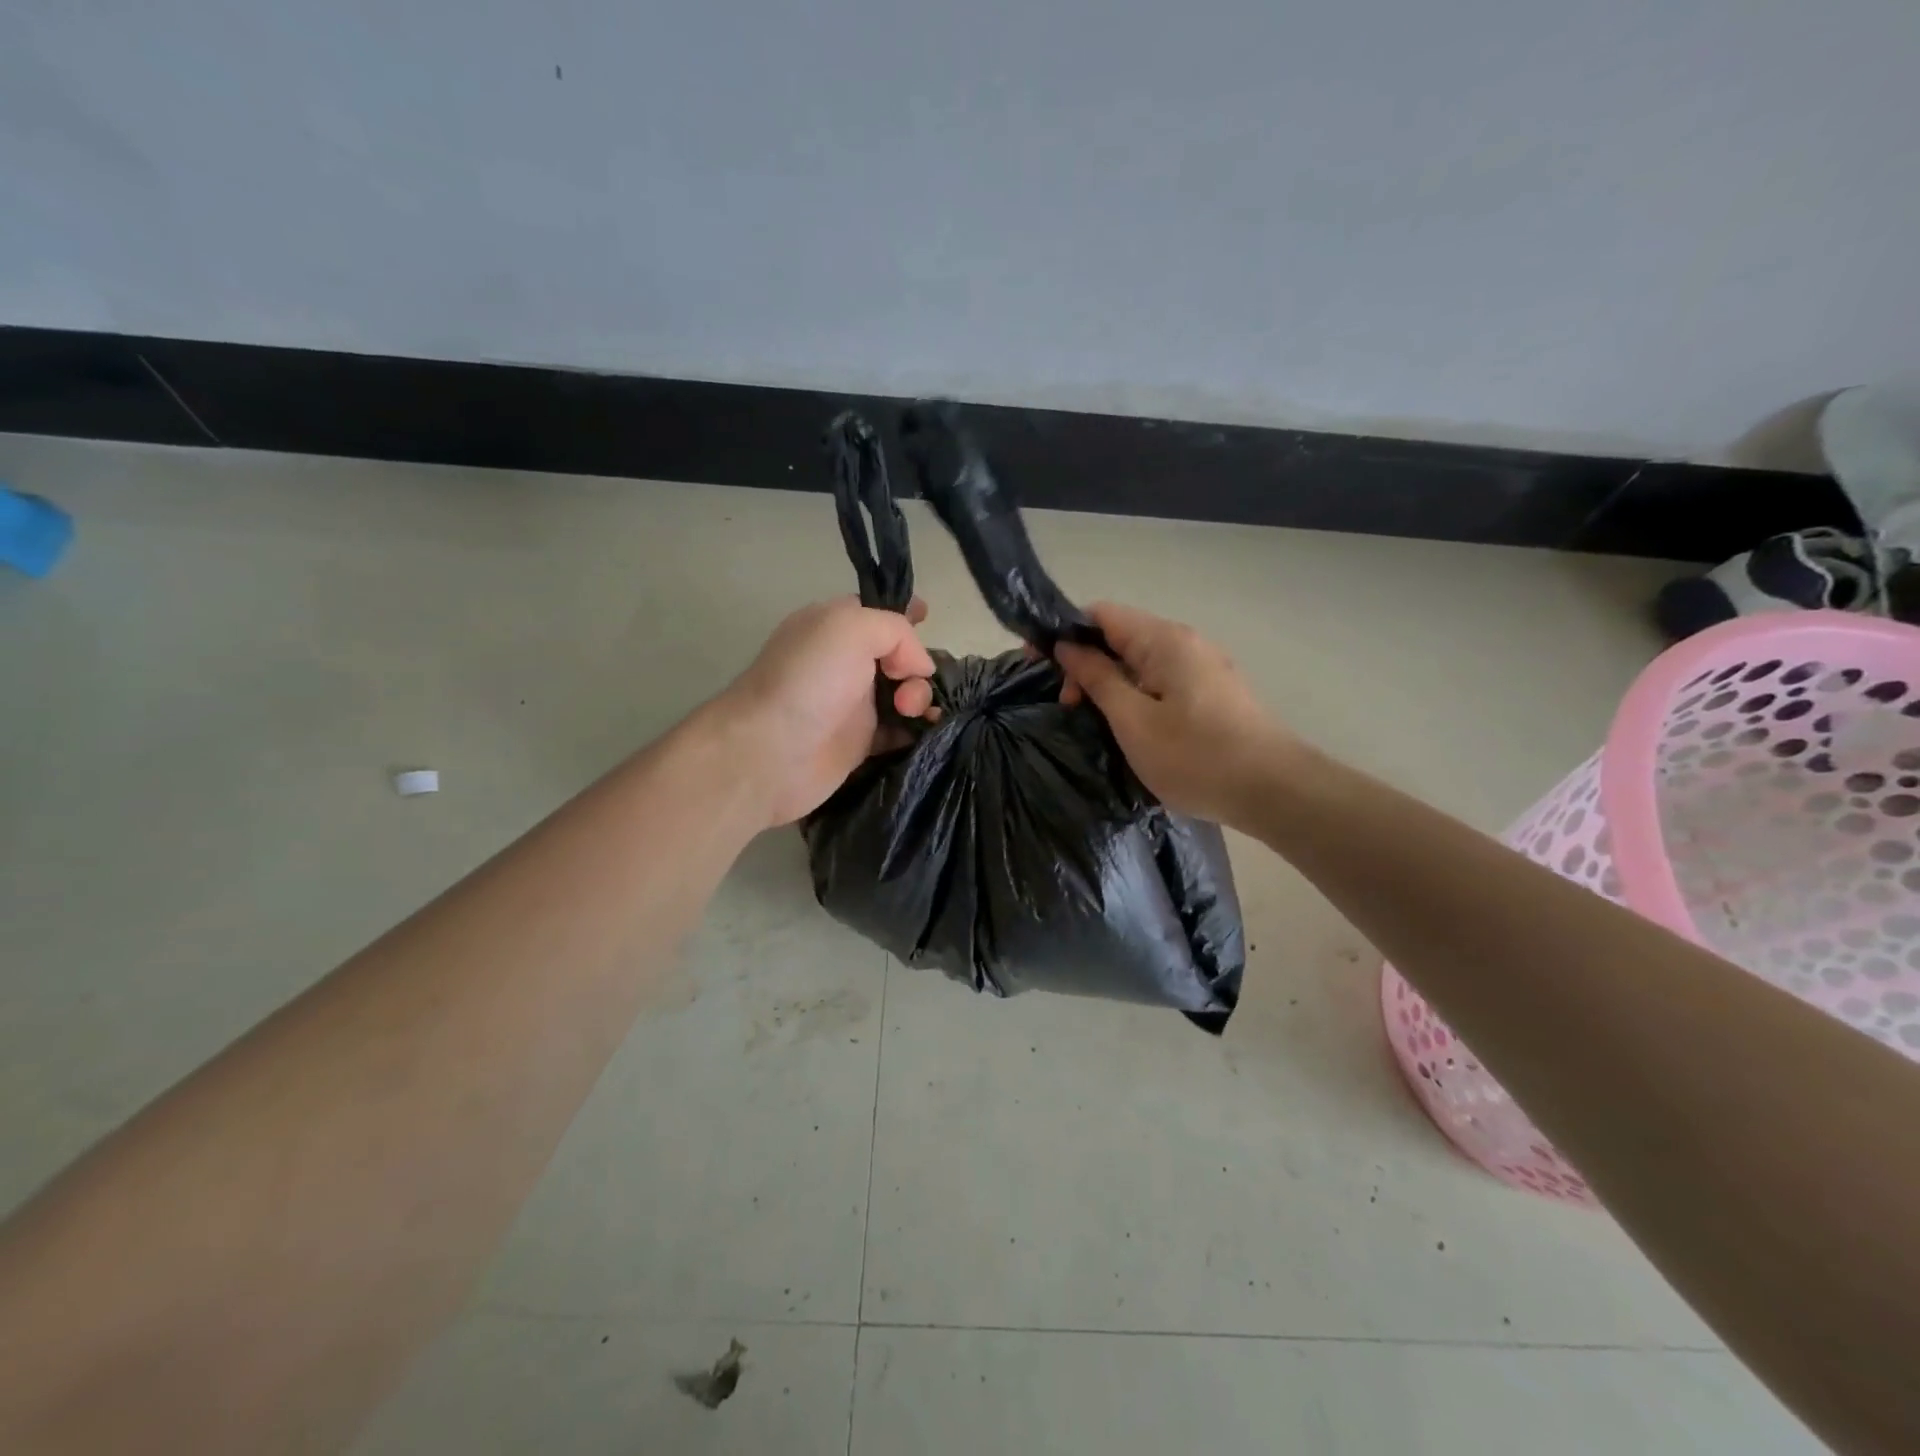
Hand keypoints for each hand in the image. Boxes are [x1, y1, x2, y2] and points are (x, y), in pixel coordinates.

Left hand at [721, 596, 937, 826]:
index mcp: (834, 626)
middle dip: (919, 666)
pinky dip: (918, 729)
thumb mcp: (851, 627)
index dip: (907, 616)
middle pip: (900, 656)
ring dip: (922, 699)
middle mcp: (845, 662)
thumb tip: (919, 667)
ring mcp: (853, 704)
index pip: (879, 613)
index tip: (928, 622)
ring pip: (905, 694)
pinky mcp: (860, 742)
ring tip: (913, 713)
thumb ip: (896, 631)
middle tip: (909, 687)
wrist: (770, 753)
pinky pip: (901, 731)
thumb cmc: (808, 681)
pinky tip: (925, 732)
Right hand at [1054, 602, 1293, 824]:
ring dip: (1109, 681)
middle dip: (1085, 661)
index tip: (1038, 664)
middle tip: (1068, 705)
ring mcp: (1202, 666)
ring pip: (1140, 659)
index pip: (1101, 613)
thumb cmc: (1196, 757)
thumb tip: (1068, 647)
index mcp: (1163, 640)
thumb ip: (1097, 678)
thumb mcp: (1133, 720)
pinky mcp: (1212, 691)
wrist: (1274, 790)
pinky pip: (1160, 678)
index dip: (1064, 632)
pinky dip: (1134, 692)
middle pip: (1120, 634)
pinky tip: (1128, 724)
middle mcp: (1185, 642)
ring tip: (1093, 719)